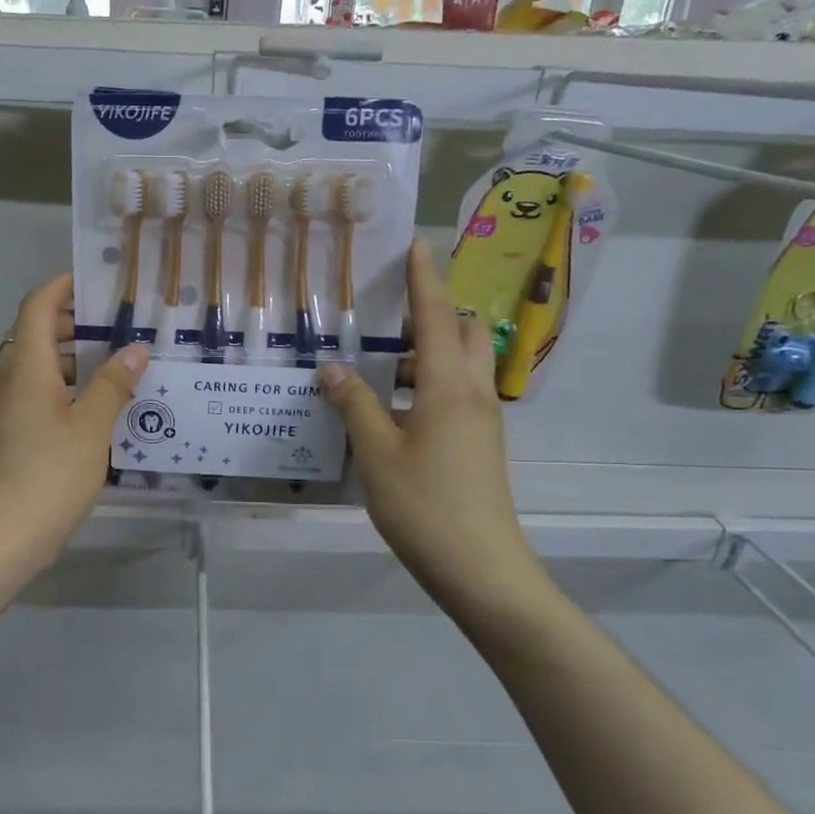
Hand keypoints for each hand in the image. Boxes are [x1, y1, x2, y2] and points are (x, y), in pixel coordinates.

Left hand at [0, 275, 148, 578]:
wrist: (2, 538)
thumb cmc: (49, 475)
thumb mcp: (92, 428)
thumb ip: (113, 384)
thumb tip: (135, 348)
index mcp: (24, 366)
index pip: (37, 306)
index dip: (63, 287)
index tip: (96, 281)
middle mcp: (6, 378)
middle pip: (35, 333)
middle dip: (74, 323)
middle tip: (120, 326)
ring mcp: (3, 408)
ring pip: (36, 366)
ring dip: (72, 358)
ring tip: (117, 365)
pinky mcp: (7, 433)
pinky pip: (35, 393)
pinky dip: (64, 387)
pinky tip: (98, 406)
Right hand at [318, 240, 550, 620]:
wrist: (481, 568)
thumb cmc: (425, 505)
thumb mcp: (377, 454)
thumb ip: (353, 405)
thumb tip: (331, 368)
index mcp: (448, 387)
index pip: (435, 317)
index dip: (424, 279)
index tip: (416, 245)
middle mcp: (473, 393)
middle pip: (462, 333)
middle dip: (433, 313)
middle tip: (388, 316)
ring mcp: (482, 420)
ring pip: (461, 365)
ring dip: (428, 353)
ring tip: (380, 365)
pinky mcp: (481, 444)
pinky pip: (459, 394)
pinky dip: (430, 383)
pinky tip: (394, 409)